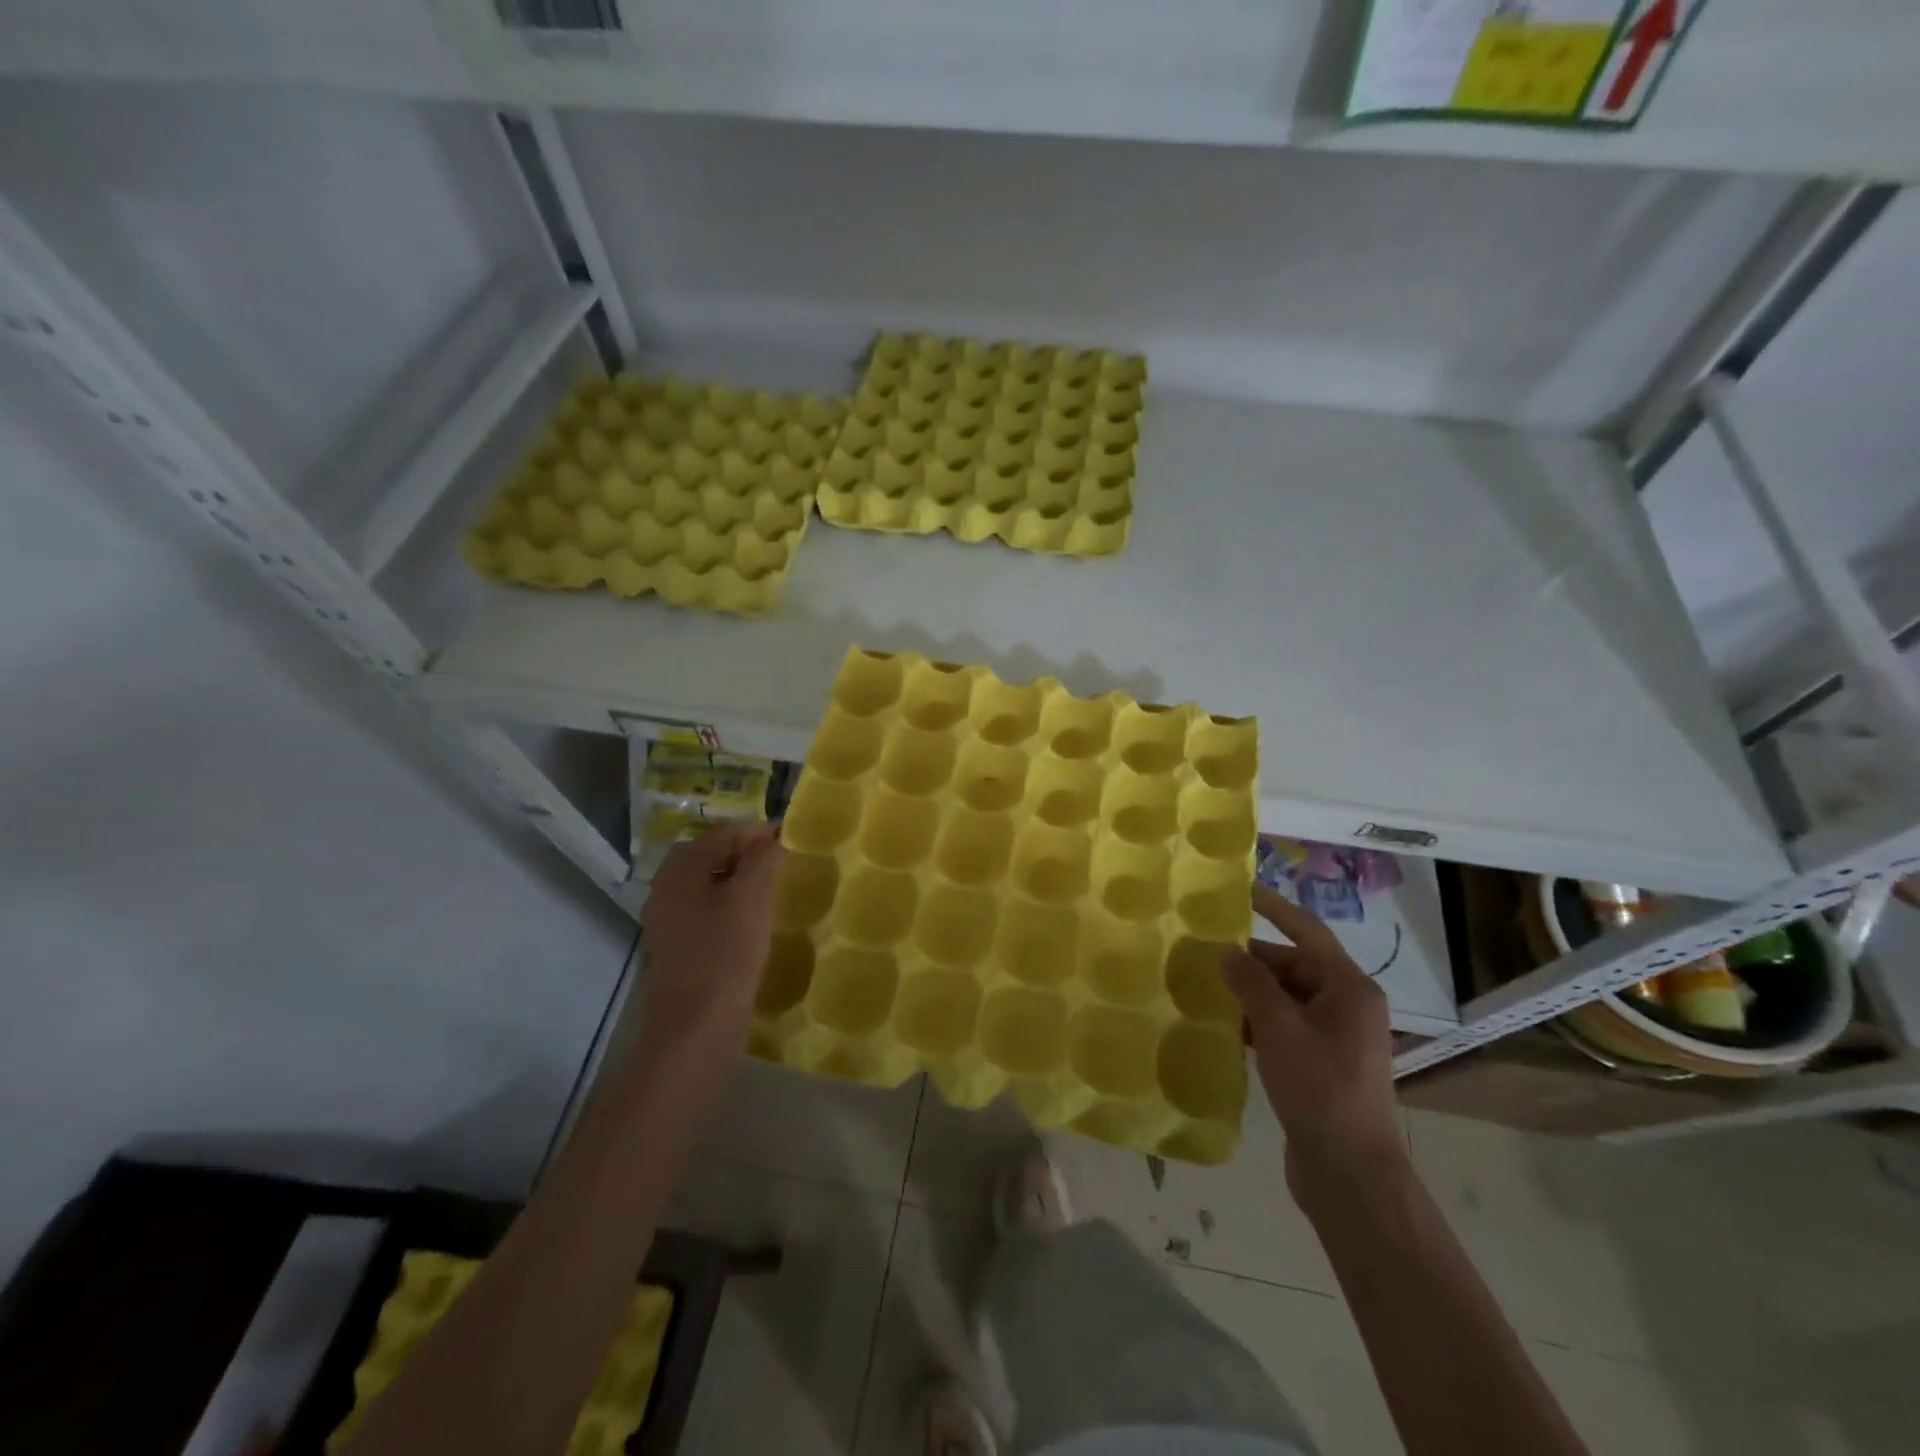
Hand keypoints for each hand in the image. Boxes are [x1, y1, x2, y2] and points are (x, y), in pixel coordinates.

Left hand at [634, 823, 786, 1069]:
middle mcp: (667, 891)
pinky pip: (708, 915)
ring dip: (740, 883)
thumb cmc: (724, 957)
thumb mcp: (751, 898)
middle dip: (747, 856)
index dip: (756, 833)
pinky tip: (754, 926)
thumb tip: (774, 837)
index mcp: (679, 872)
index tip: (790, 842)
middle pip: (711, 858)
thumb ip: (764, 859)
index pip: (721, 834)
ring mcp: (670, 923)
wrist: (694, 1032)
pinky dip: (731, 910)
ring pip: (709, 888)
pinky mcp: (680, 951)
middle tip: (783, 865)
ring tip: (774, 893)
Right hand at [1223, 885, 1404, 1199]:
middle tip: (1203, 948)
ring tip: (1204, 983)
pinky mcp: (1321, 1063)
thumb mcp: (1279, 1027)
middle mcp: (1346, 1005)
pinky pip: (1285, 1025)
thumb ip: (1251, 982)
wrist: (1350, 1171)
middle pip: (1294, 965)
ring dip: (1250, 991)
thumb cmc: (1319, 1088)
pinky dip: (1257, 1020)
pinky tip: (1223, 1025)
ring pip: (1286, 997)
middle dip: (1251, 958)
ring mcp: (1335, 1036)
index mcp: (1348, 988)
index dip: (1274, 907)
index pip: (1307, 931)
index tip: (1240, 890)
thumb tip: (1227, 951)